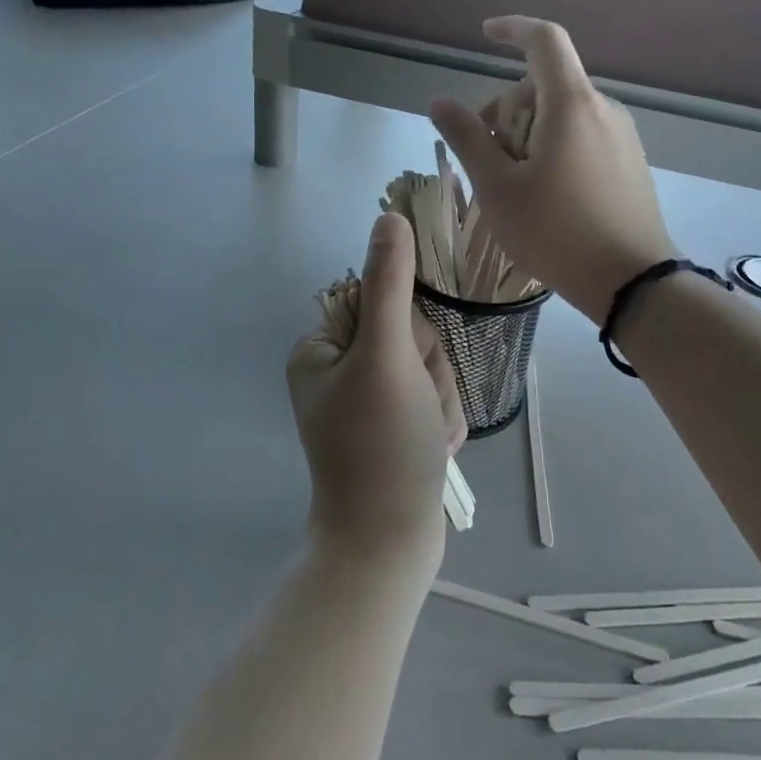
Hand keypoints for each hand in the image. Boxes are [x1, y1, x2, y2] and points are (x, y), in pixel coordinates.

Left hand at [287, 213, 466, 570]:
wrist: (389, 544)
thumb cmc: (382, 446)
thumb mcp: (387, 356)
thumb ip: (390, 284)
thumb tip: (389, 216)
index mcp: (320, 349)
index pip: (385, 302)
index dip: (411, 333)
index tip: (406, 368)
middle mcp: (337, 370)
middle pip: (411, 337)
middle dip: (427, 373)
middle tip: (416, 410)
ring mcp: (366, 400)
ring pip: (428, 369)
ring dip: (439, 399)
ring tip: (426, 435)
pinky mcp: (391, 427)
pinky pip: (432, 400)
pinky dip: (440, 422)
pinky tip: (432, 449)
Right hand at [431, 16, 675, 324]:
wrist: (632, 282)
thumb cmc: (556, 232)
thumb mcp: (498, 188)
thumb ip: (468, 139)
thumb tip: (440, 102)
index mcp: (571, 104)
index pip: (544, 40)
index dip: (513, 29)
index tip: (485, 34)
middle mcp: (602, 108)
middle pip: (542, 85)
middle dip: (506, 111)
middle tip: (489, 163)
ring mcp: (621, 134)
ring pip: (560, 113)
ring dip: (527, 134)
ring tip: (515, 186)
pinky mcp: (628, 160)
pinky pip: (581, 134)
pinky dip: (552, 147)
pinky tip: (544, 194)